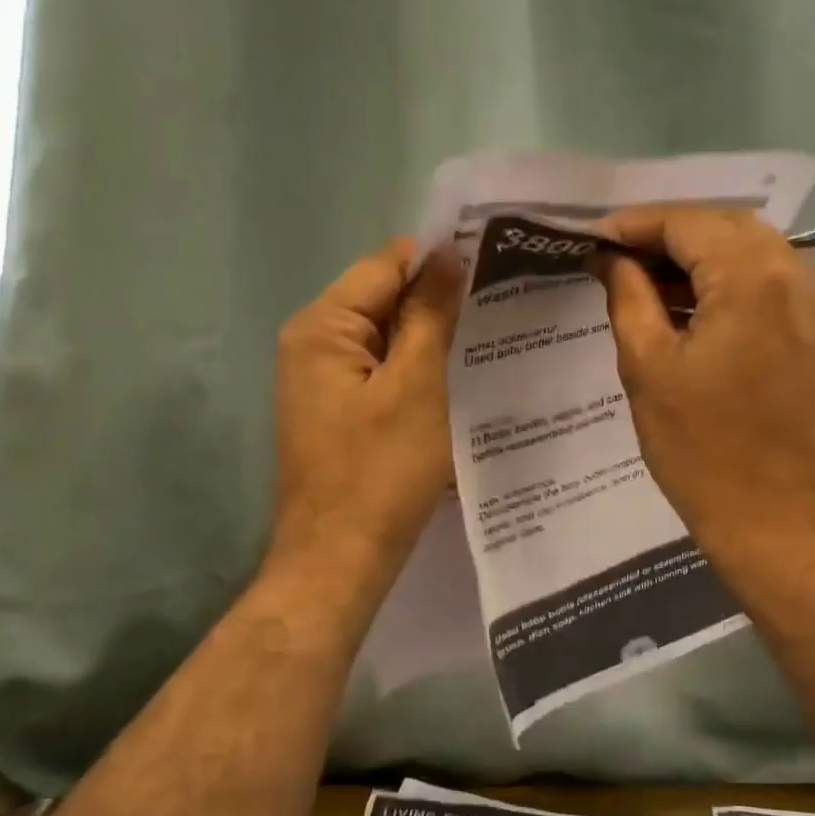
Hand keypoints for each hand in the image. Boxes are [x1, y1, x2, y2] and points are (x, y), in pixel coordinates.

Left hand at [269, 238, 463, 595]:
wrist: (339, 560)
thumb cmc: (380, 473)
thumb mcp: (416, 388)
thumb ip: (429, 317)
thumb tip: (447, 255)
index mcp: (322, 327)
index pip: (385, 266)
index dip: (439, 261)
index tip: (496, 266)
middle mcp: (312, 346)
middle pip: (382, 302)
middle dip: (438, 305)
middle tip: (503, 308)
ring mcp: (322, 385)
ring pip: (387, 345)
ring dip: (431, 344)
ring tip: (490, 343)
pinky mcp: (338, 418)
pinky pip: (382, 380)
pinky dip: (416, 378)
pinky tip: (457, 385)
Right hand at [596, 207, 814, 558]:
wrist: (776, 519)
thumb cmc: (701, 451)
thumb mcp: (647, 369)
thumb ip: (628, 296)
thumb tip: (610, 258)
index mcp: (753, 277)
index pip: (687, 222)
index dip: (634, 226)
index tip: (591, 240)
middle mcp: (798, 273)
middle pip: (724, 228)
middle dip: (666, 237)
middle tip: (614, 261)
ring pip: (750, 253)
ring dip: (697, 261)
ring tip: (643, 286)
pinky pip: (769, 285)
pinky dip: (727, 286)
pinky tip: (689, 309)